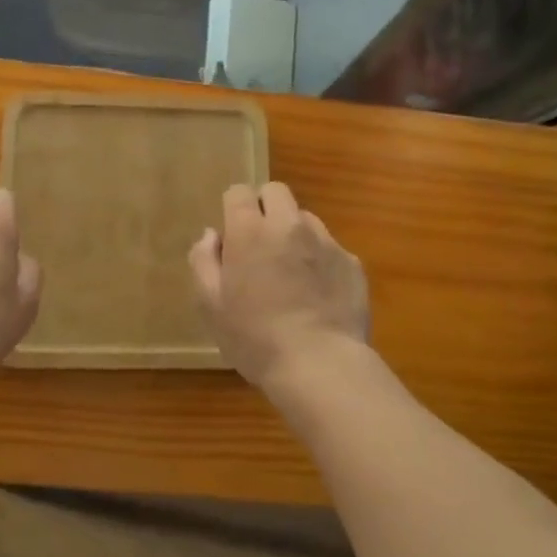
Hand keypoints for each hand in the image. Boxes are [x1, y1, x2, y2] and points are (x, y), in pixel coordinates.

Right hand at [188, 183, 370, 393]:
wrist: (320, 365)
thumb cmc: (255, 338)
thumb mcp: (211, 305)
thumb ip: (204, 261)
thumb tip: (212, 235)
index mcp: (250, 231)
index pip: (239, 192)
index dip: (233, 208)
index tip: (232, 235)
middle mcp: (289, 225)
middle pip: (276, 192)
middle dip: (265, 208)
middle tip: (260, 245)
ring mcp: (325, 241)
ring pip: (305, 219)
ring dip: (293, 233)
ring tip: (291, 273)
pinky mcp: (351, 262)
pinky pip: (330, 248)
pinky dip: (320, 261)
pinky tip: (317, 294)